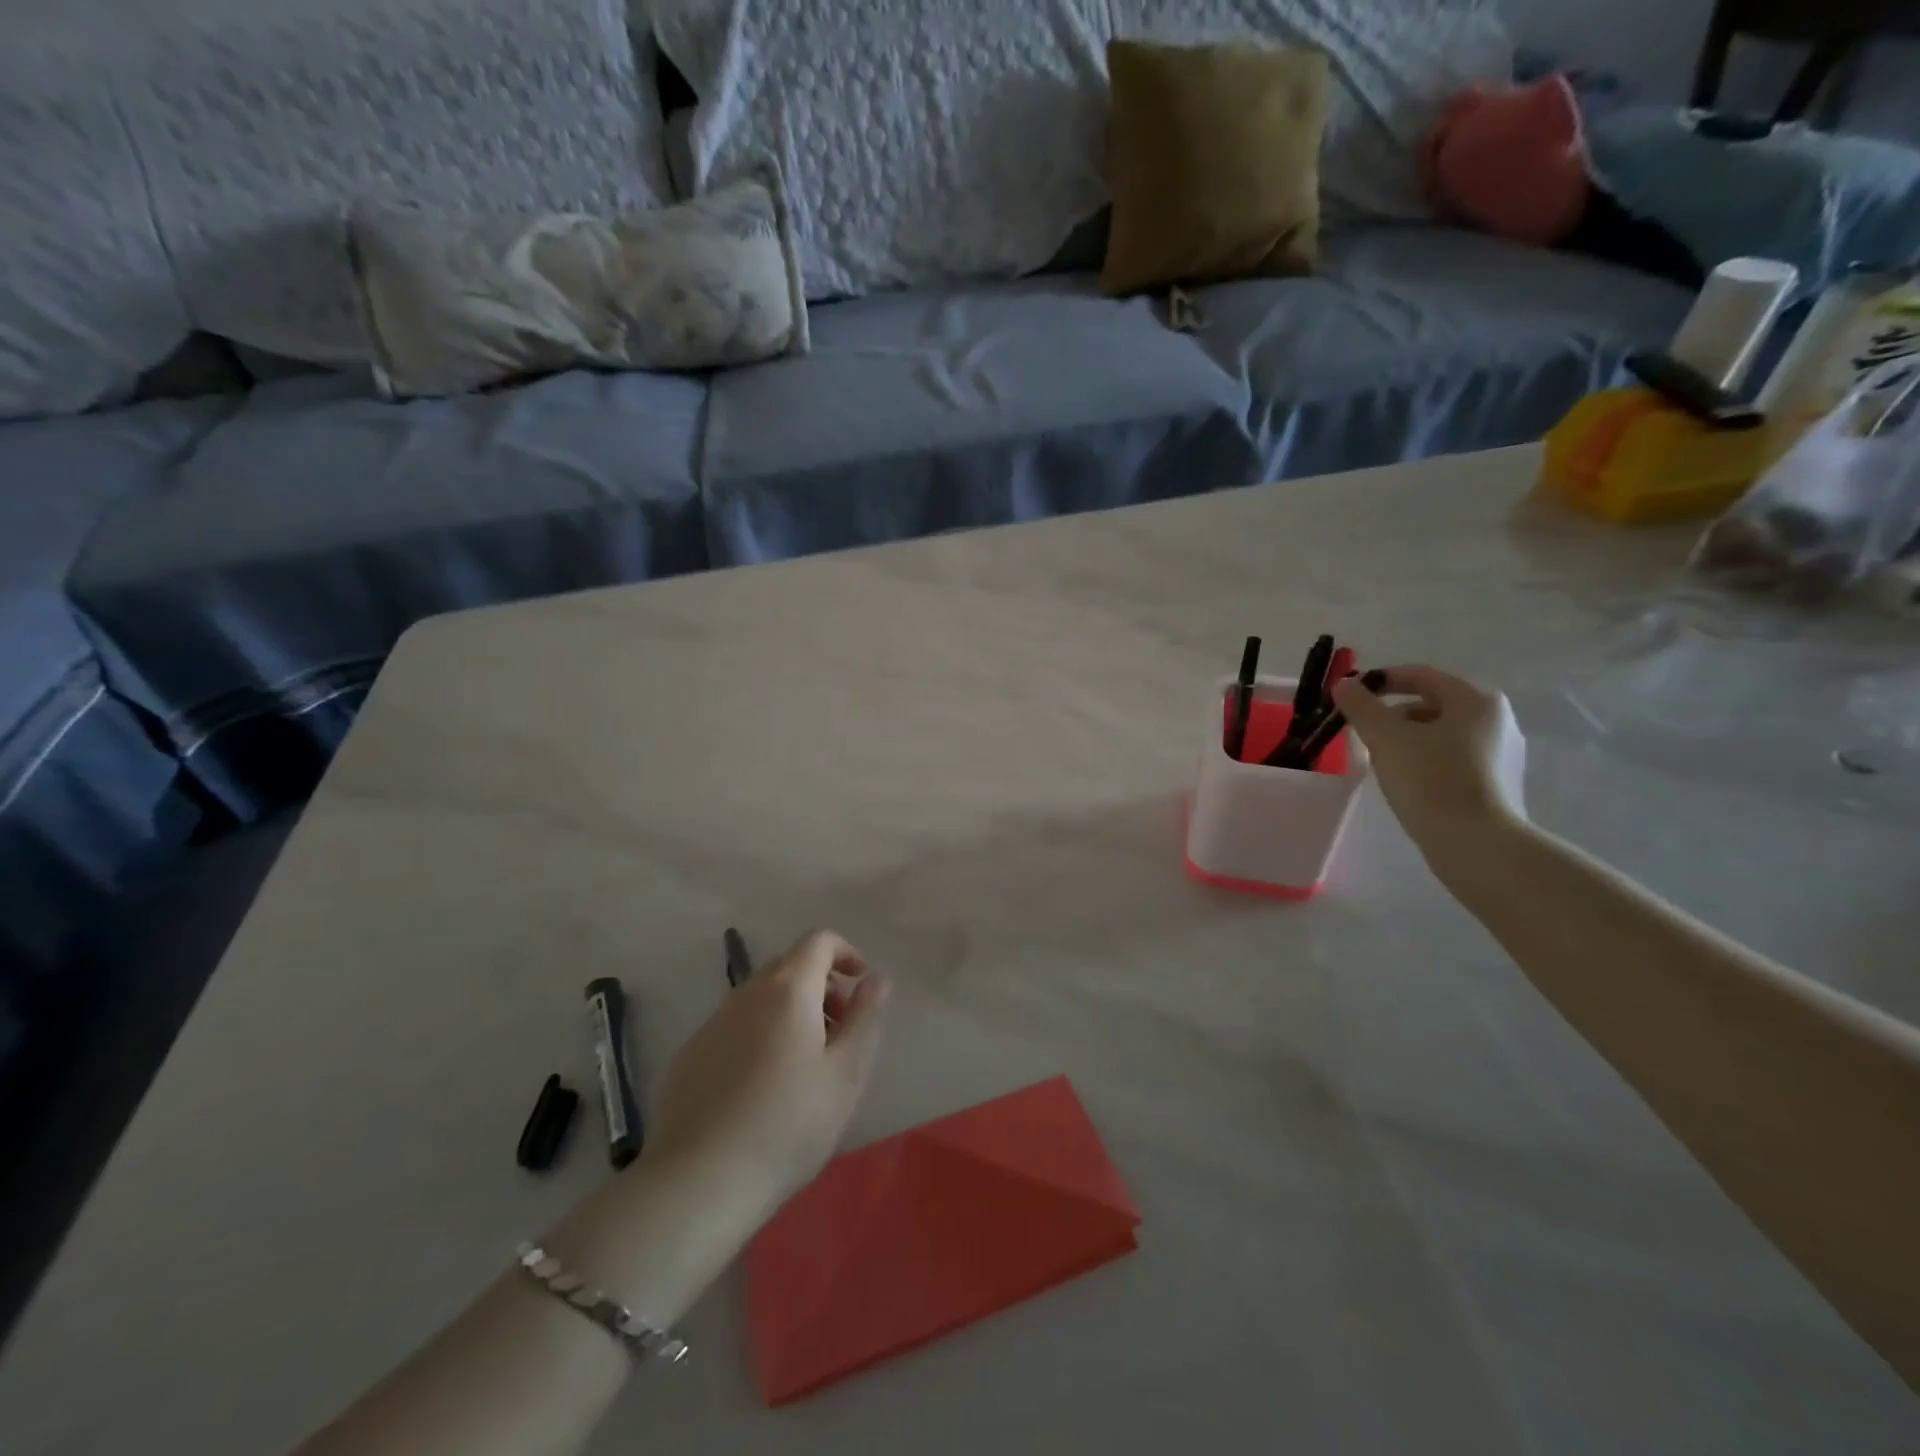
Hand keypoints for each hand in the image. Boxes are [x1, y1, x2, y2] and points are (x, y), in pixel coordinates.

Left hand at [644, 929, 889, 1222]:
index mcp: (788, 989)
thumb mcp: (847, 1073)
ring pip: (761, 997)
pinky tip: (762, 1088)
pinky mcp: (690, 1055)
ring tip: (804, 1065)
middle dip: (821, 986)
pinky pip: (735, 1026)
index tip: (860, 987)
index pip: (819, 940)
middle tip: (839, 1033)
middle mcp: (746, 993)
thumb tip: (876, 979)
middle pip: (790, 966)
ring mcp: (713, 1023)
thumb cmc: (788, 1125)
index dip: (846, 953)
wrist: (699, 1183)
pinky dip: (759, 1034)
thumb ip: (867, 1016)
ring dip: (790, 1011)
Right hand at [1330, 665, 1527, 867]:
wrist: (1475, 843)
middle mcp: (1496, 718)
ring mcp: (1502, 752)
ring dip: (1408, 737)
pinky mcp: (1498, 782)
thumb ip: (1361, 706)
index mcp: (1475, 699)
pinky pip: (1453, 756)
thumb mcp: (1385, 738)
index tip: (1351, 695)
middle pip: (1432, 703)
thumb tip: (1344, 684)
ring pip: (1442, 732)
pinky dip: (1426, 758)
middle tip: (1362, 731)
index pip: (1421, 675)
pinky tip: (1407, 780)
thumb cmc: (1430, 780)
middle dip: (1393, 713)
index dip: (1381, 680)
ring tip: (1380, 758)